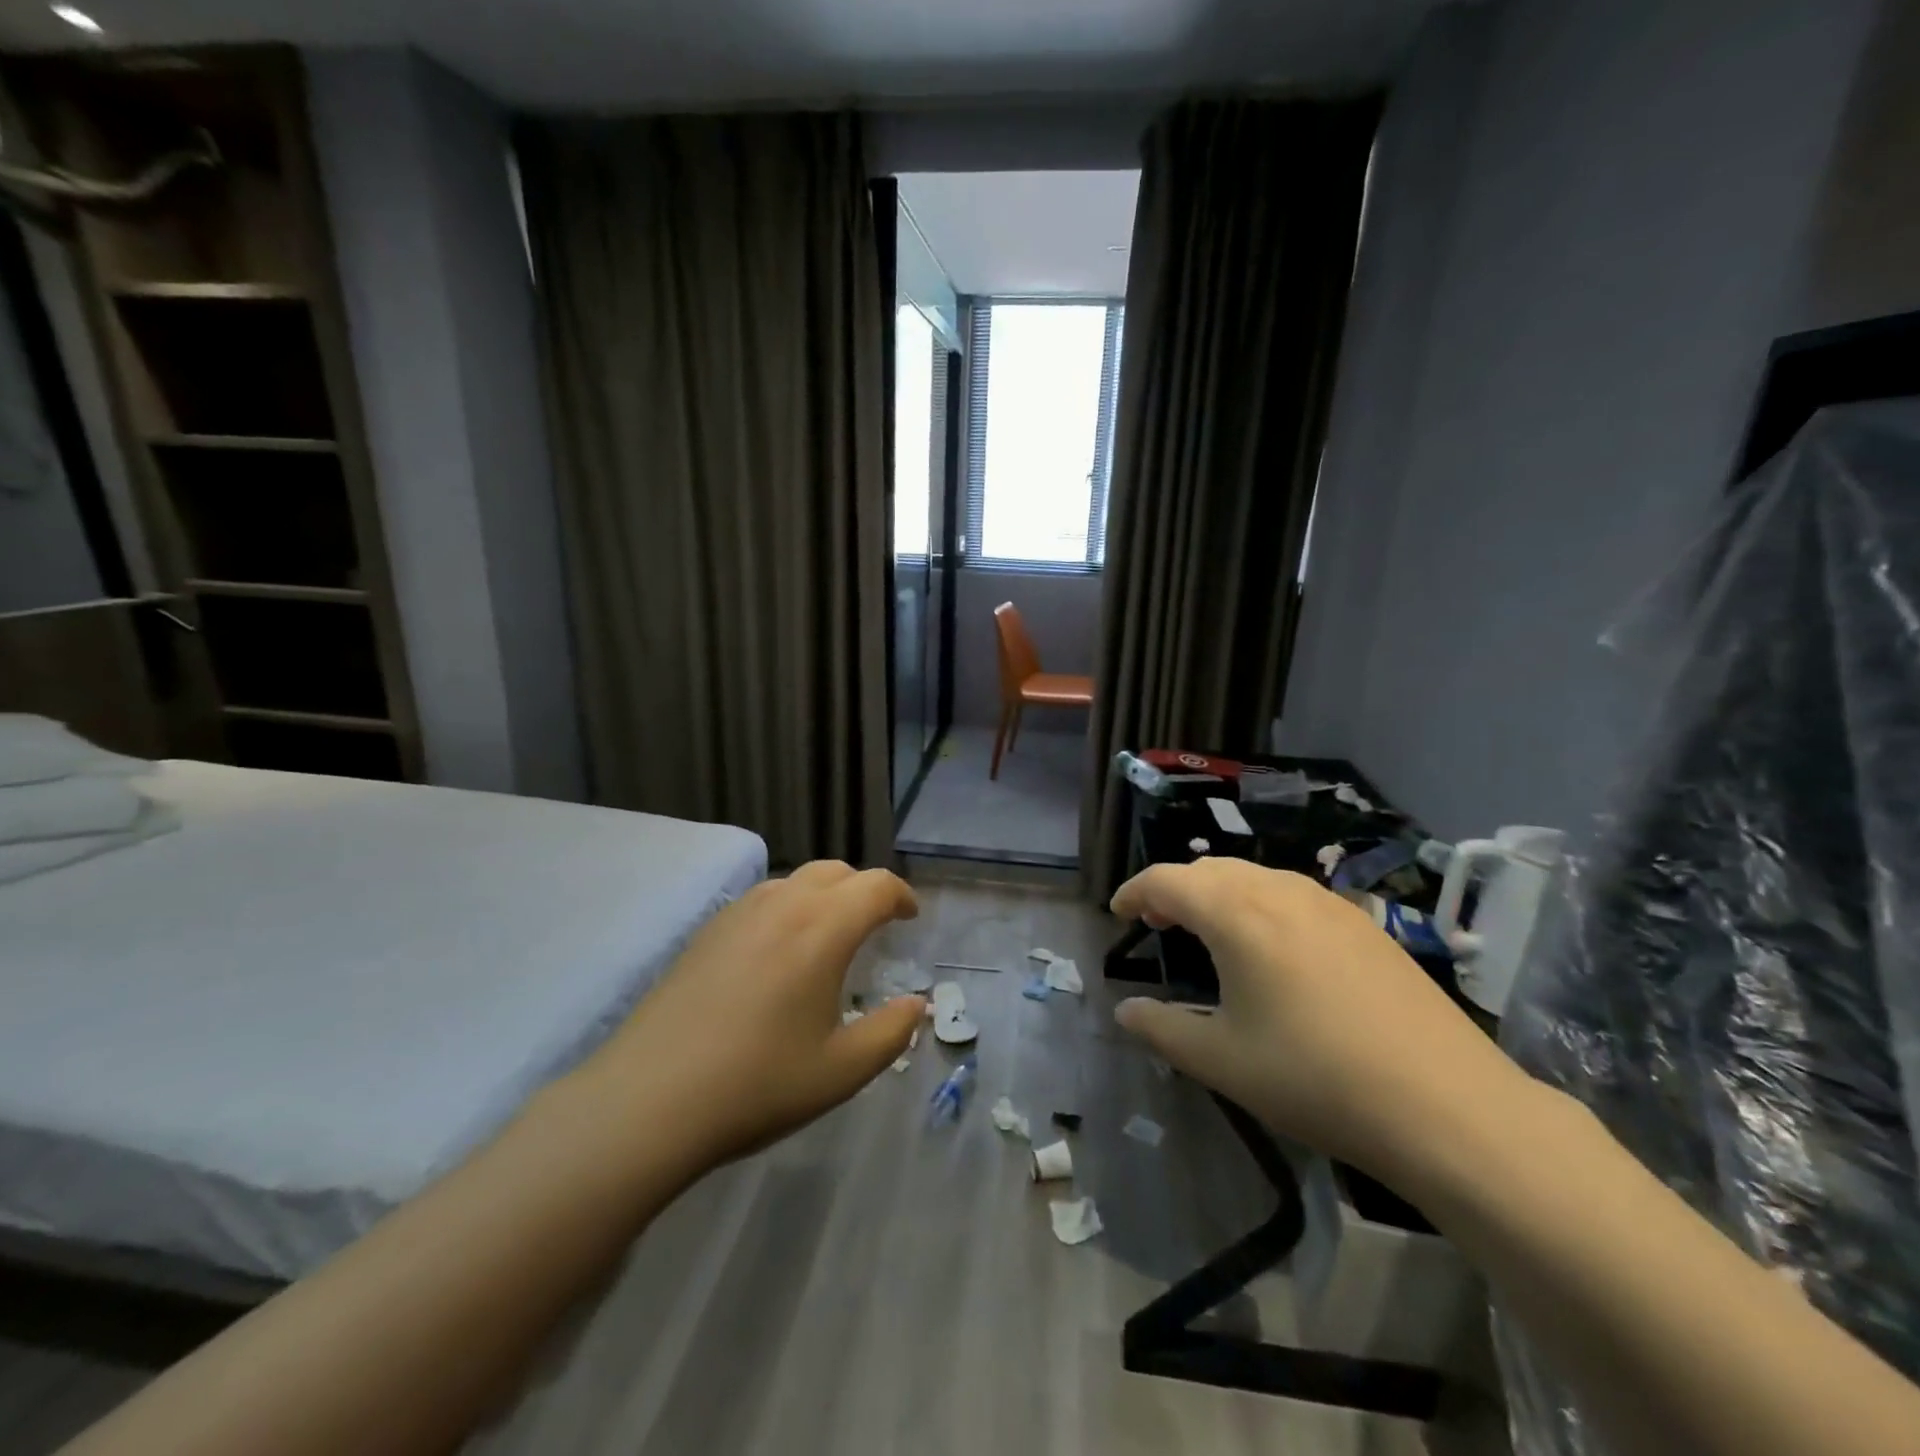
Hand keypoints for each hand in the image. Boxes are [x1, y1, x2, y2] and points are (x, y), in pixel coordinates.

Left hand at [579, 861, 923, 1171]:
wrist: (648, 1100)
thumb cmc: (757, 1083)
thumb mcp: (841, 1070)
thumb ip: (891, 1032)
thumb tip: (915, 1005)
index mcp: (823, 928)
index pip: (876, 886)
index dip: (901, 896)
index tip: (911, 918)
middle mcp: (783, 904)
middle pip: (836, 871)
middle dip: (864, 889)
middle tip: (876, 924)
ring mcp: (739, 913)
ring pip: (795, 880)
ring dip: (824, 895)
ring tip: (829, 935)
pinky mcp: (707, 931)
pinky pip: (762, 898)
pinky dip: (788, 907)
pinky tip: (778, 951)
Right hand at [1110, 859, 1532, 1181]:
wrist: (1448, 1106)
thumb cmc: (1316, 1079)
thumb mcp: (1223, 1062)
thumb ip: (1163, 1030)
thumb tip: (1125, 1011)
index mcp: (1237, 914)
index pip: (1167, 879)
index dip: (1134, 891)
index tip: (1118, 912)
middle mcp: (1280, 891)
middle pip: (1210, 870)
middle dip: (1175, 889)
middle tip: (1157, 922)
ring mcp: (1329, 903)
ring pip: (1254, 877)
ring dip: (1219, 893)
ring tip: (1209, 931)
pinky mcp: (1364, 924)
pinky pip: (1292, 895)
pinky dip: (1260, 904)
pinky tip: (1272, 948)